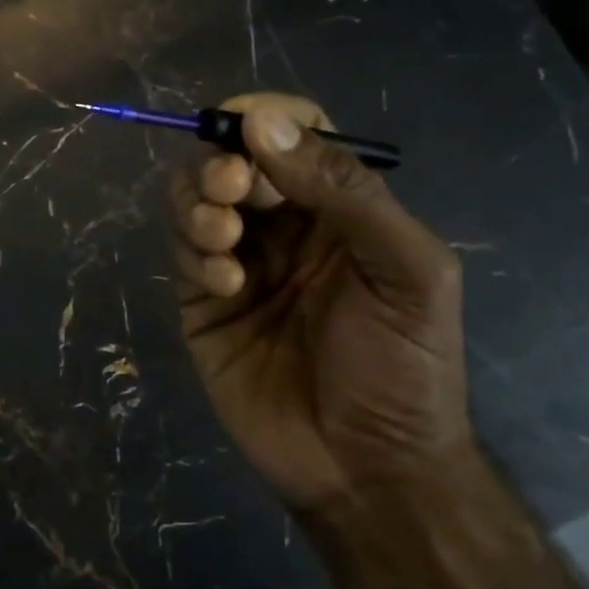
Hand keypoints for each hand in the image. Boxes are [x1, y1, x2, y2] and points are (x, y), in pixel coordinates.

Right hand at [170, 92, 470, 511]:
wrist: (366, 471)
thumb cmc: (403, 367)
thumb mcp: (405, 271)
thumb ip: (346, 193)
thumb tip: (265, 124)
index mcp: (341, 208)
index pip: (296, 135)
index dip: (267, 118)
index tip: (242, 124)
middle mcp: (285, 226)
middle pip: (234, 160)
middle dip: (222, 163)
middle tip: (229, 187)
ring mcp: (240, 261)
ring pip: (195, 198)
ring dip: (199, 203)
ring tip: (224, 239)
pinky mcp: (203, 301)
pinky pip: (183, 252)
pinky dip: (195, 253)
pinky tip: (225, 284)